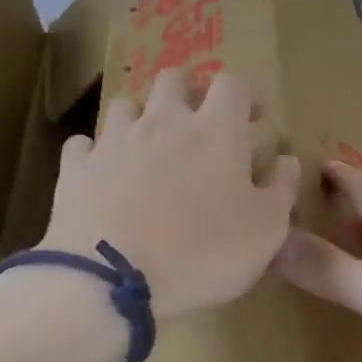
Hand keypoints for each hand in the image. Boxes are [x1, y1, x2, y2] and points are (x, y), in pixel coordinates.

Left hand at [39, 68, 301, 321]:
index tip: (253, 117)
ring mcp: (113, 142)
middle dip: (189, 92)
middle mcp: (162, 122)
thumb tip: (286, 159)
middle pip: (173, 79)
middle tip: (199, 124)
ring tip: (149, 148)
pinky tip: (102, 174)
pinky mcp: (75, 168)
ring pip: (125, 105)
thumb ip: (282, 188)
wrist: (112, 283)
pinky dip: (95, 153)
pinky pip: (83, 145)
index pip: (232, 83)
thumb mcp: (266, 231)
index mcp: (214, 130)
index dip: (246, 93)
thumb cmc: (202, 254)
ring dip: (141, 118)